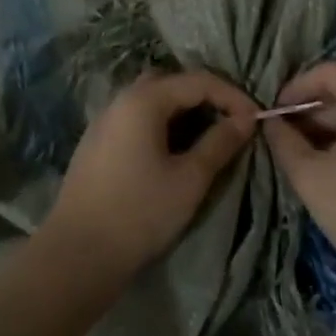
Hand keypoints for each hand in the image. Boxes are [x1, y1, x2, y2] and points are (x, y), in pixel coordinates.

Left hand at [44, 69, 255, 275]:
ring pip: (153, 101)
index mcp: (143, 100)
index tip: (257, 120)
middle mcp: (120, 100)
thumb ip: (220, 143)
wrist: (78, 254)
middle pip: (172, 83)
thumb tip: (245, 120)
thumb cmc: (140, 213)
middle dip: (207, 98)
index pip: (199, 81)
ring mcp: (104, 121)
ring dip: (184, 112)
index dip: (233, 96)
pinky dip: (163, 125)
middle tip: (233, 123)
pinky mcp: (97, 143)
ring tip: (209, 137)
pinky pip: (137, 119)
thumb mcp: (190, 179)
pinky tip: (175, 151)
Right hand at [263, 61, 335, 298]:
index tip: (273, 113)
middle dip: (309, 109)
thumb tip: (271, 123)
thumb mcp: (310, 176)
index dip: (296, 87)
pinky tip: (326, 163)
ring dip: (326, 126)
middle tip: (280, 136)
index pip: (328, 71)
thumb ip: (284, 141)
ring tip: (297, 152)